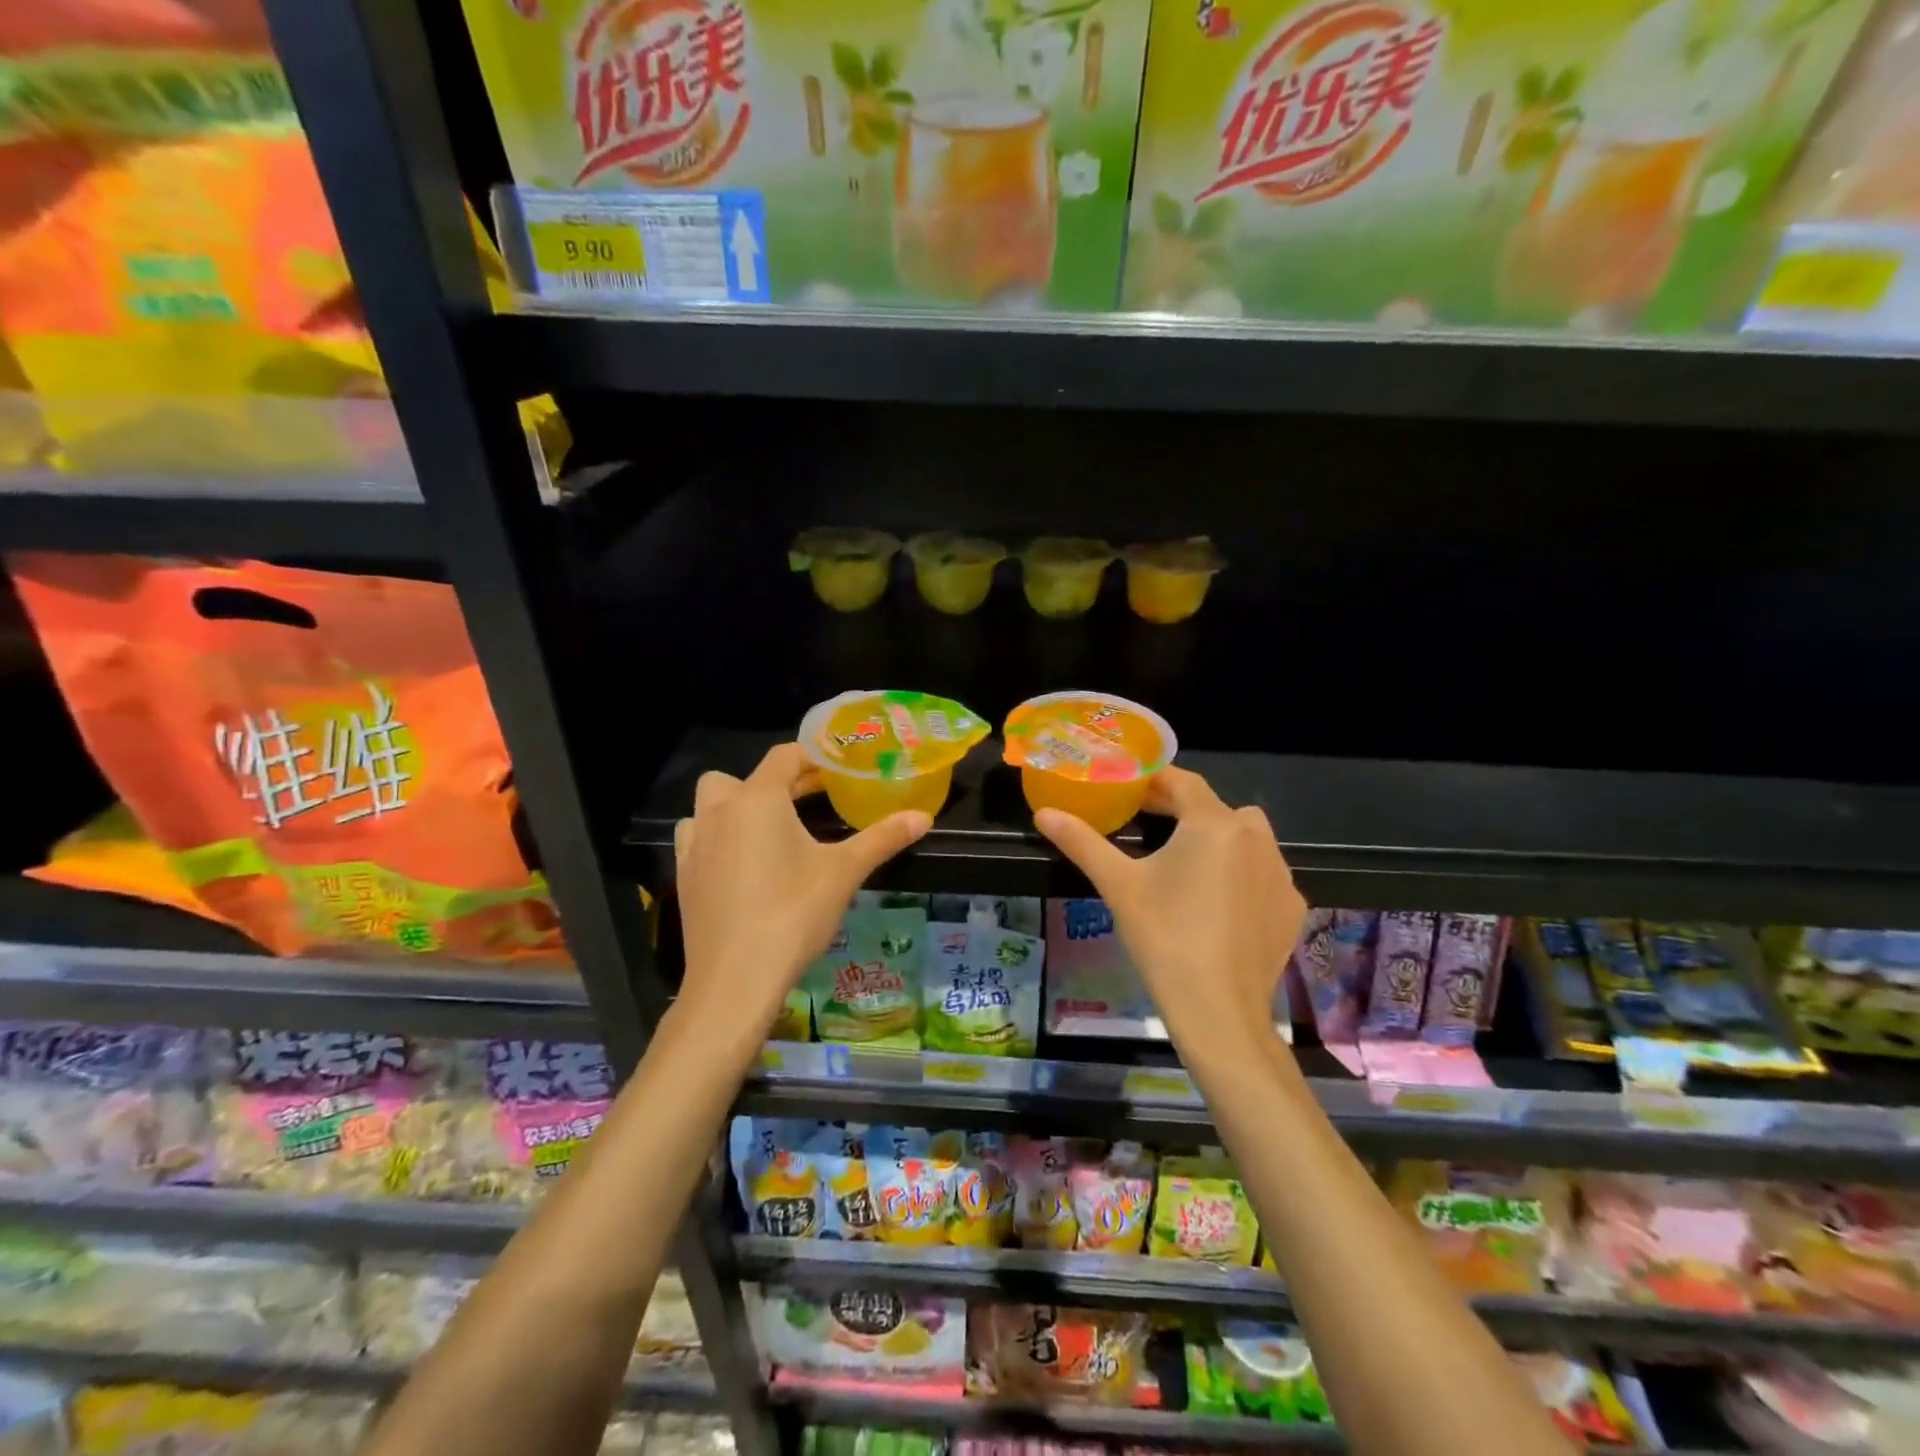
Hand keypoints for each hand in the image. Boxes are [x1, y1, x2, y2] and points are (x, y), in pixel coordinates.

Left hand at [673, 743, 931, 1038]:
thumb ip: (883, 838)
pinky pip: (698, 839)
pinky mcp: (684, 877)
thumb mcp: (844, 873)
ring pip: (710, 806)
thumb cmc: (793, 915)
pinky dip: (718, 838)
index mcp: (758, 800)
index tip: (838, 769)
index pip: (783, 757)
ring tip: (771, 830)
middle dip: (774, 782)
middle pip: (740, 777)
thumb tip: (924, 817)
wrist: (735, 981)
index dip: (812, 757)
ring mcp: (695, 845)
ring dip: (737, 807)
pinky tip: (742, 864)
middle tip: (809, 800)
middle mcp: (720, 812)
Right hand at [1035, 768, 1307, 1043]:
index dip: (1155, 781)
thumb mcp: (1117, 885)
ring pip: (1248, 838)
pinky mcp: (1291, 908)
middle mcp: (1256, 839)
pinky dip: (1243, 875)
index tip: (1130, 790)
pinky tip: (1219, 904)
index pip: (1184, 782)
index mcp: (1213, 824)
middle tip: (1150, 823)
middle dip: (1184, 810)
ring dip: (1219, 839)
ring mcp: (1280, 874)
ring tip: (1186, 863)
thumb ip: (1081, 842)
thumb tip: (1044, 813)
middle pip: (1217, 808)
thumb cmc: (1163, 937)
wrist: (1219, 1010)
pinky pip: (1264, 874)